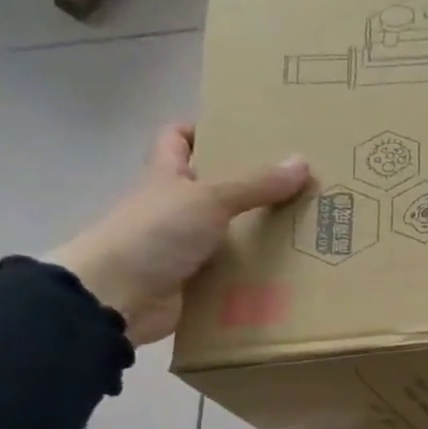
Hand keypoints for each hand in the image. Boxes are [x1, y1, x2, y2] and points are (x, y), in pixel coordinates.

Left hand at [48, 124, 310, 345]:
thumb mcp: (209, 199)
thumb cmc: (155, 233)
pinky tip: (293, 273)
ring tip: (310, 229)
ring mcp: (186, 247)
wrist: (117, 297)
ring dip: (264, 235)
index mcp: (168, 177)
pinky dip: (259, 274)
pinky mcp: (198, 282)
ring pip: (231, 233)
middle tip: (299, 184)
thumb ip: (256, 184)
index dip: (203, 130)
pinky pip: (236, 274)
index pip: (177, 139)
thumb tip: (303, 161)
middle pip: (216, 188)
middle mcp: (176, 208)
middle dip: (253, 186)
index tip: (245, 134)